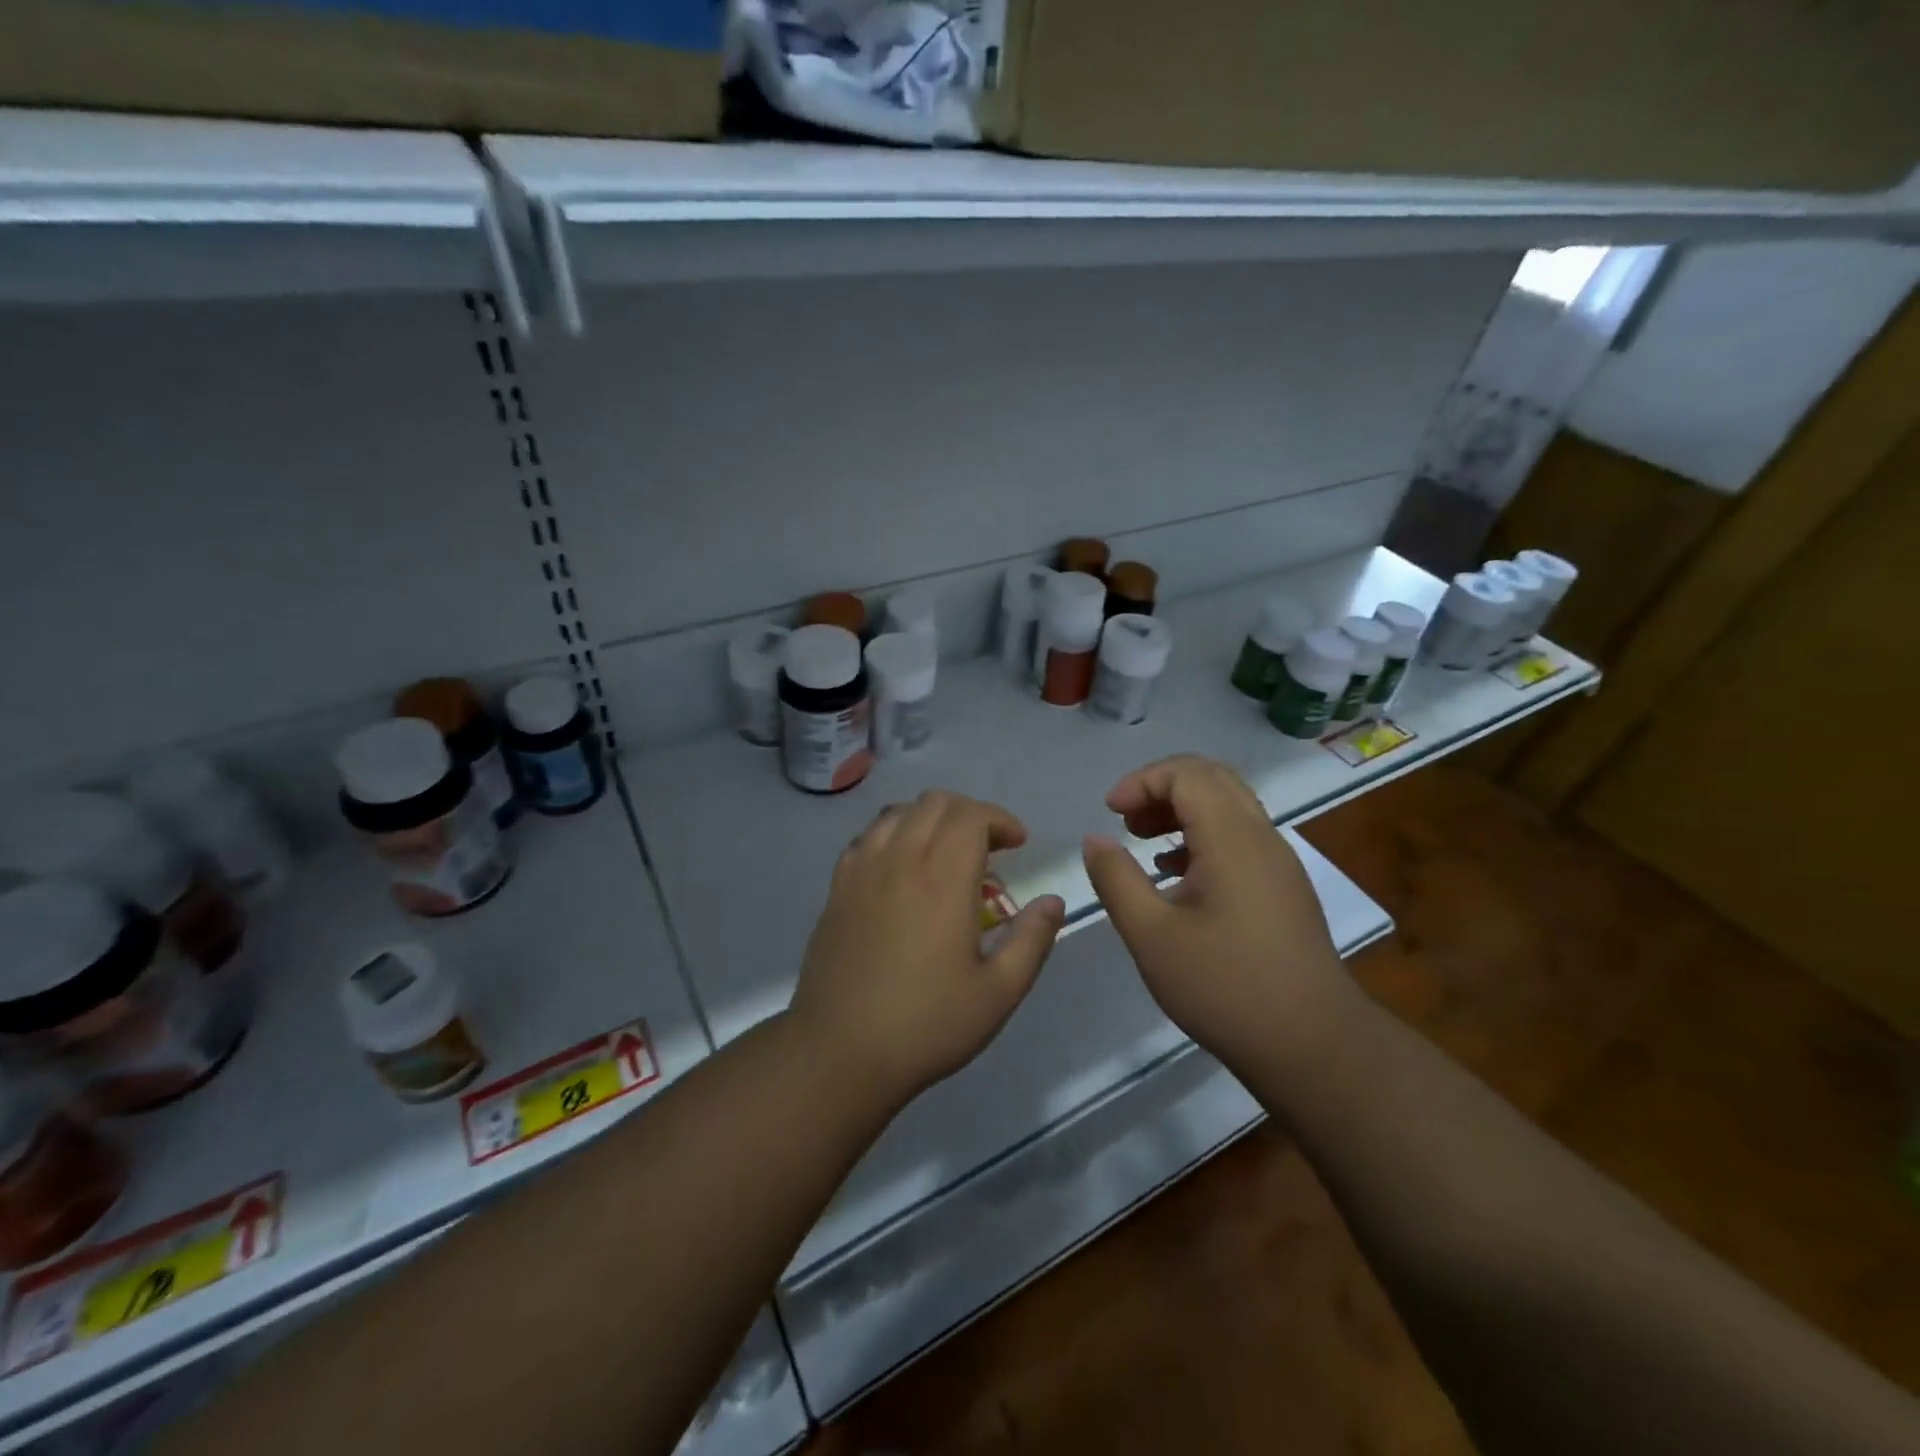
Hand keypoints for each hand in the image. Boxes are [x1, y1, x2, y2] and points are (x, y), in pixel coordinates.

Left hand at [790, 790, 1066, 1102]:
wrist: (839, 1052)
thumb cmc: (926, 1024)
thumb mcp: (998, 992)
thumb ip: (1031, 940)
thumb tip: (1052, 902)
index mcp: (942, 878)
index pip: (972, 815)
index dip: (1000, 819)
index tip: (1018, 844)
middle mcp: (899, 859)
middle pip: (935, 803)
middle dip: (970, 813)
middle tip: (989, 847)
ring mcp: (861, 870)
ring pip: (898, 812)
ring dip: (930, 819)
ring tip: (946, 853)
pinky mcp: (837, 888)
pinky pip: (867, 837)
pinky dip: (894, 835)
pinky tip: (902, 870)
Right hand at [1081, 755, 1350, 1068]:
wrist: (1312, 1045)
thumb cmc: (1224, 987)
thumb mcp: (1151, 935)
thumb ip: (1116, 879)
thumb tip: (1095, 840)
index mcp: (1232, 838)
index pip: (1187, 773)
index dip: (1141, 781)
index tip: (1110, 813)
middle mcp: (1262, 836)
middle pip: (1212, 778)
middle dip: (1161, 788)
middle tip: (1126, 821)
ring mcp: (1279, 862)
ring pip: (1229, 805)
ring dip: (1182, 810)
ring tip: (1143, 842)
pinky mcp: (1284, 887)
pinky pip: (1241, 836)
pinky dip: (1203, 835)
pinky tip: (1177, 876)